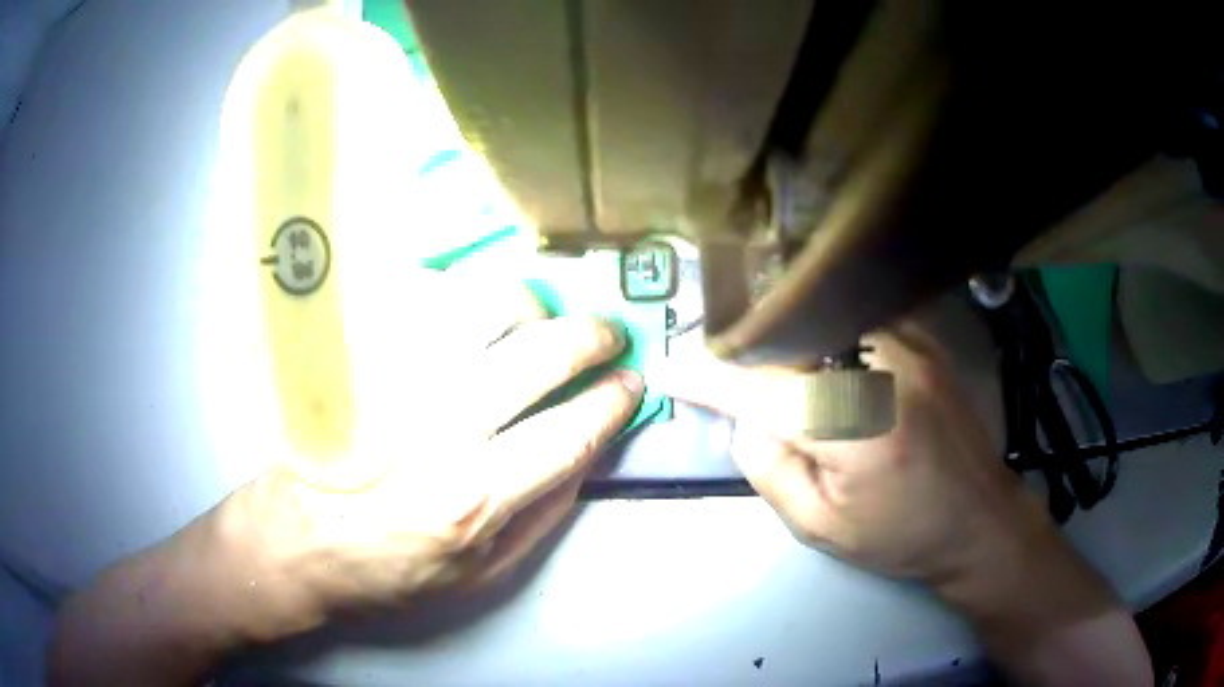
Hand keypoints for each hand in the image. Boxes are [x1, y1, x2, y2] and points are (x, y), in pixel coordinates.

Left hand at [213, 282, 641, 637]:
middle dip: (589, 338)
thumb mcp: (480, 575)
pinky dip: (460, 295)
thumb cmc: (388, 572)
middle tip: (607, 336)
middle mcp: (436, 432)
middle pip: (535, 355)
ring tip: (538, 320)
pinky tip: (471, 312)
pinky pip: (419, 301)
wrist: (296, 545)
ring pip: (480, 310)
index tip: (631, 385)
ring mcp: (393, 384)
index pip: (569, 432)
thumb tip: (588, 451)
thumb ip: (542, 513)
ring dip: (528, 307)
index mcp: (472, 500)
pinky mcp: (360, 360)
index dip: (612, 403)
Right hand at [656, 322, 1034, 581]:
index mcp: (856, 427)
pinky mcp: (924, 338)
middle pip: (788, 341)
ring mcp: (909, 343)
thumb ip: (770, 469)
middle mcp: (882, 368)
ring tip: (763, 364)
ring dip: (781, 337)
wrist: (979, 519)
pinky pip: (855, 318)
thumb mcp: (821, 527)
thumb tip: (743, 420)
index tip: (668, 368)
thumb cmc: (901, 536)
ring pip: (820, 319)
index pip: (762, 389)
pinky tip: (816, 353)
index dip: (709, 377)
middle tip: (713, 368)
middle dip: (742, 351)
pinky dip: (822, 329)